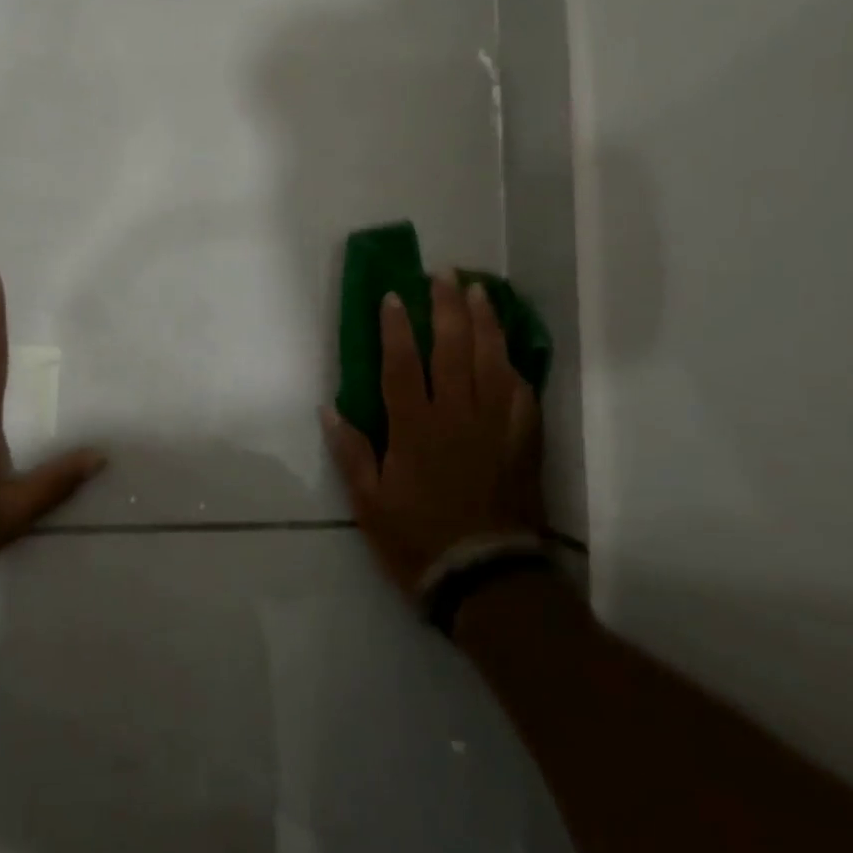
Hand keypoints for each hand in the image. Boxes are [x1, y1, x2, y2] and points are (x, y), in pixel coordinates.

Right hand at [322, 275, 543, 593]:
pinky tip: (508, 347)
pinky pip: (521, 390)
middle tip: (442, 274)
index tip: (394, 296)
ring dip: (484, 321)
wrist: (486, 578)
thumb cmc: (418, 541)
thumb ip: (351, 453)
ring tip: (477, 291)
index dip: (396, 327)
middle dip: (446, 306)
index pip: (403, 364)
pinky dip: (514, 363)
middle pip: (453, 349)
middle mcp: (457, 416)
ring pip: (492, 359)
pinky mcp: (523, 440)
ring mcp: (495, 425)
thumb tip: (329, 409)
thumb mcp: (369, 504)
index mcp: (415, 429)